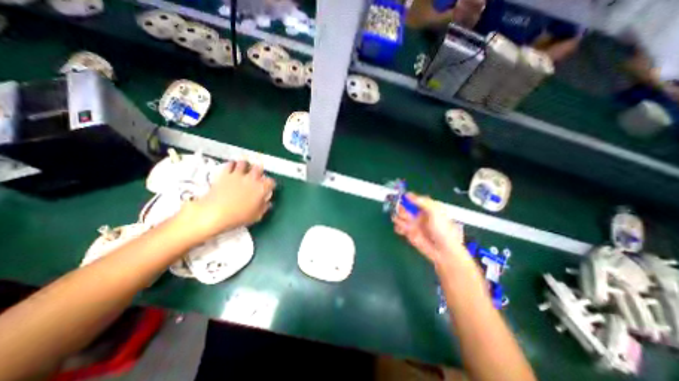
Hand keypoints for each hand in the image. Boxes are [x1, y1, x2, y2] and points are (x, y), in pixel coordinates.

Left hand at [180, 160, 277, 240]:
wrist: (214, 213)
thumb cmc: (238, 216)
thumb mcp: (256, 216)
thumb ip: (264, 207)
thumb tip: (267, 203)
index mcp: (261, 188)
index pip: (271, 182)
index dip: (270, 185)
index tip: (268, 188)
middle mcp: (252, 179)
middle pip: (259, 168)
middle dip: (259, 172)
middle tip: (257, 177)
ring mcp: (238, 175)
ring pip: (244, 163)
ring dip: (246, 166)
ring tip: (244, 170)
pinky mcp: (225, 174)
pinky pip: (230, 164)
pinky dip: (232, 165)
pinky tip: (232, 169)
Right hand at [393, 193, 467, 265]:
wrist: (443, 251)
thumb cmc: (443, 229)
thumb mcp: (435, 212)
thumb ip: (422, 202)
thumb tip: (408, 194)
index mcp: (425, 207)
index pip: (412, 198)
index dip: (405, 198)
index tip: (401, 198)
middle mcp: (417, 214)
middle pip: (402, 206)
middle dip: (401, 209)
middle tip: (407, 215)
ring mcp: (412, 223)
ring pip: (398, 216)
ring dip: (400, 219)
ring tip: (408, 225)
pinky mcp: (408, 233)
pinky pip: (398, 227)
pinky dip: (399, 228)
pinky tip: (404, 231)